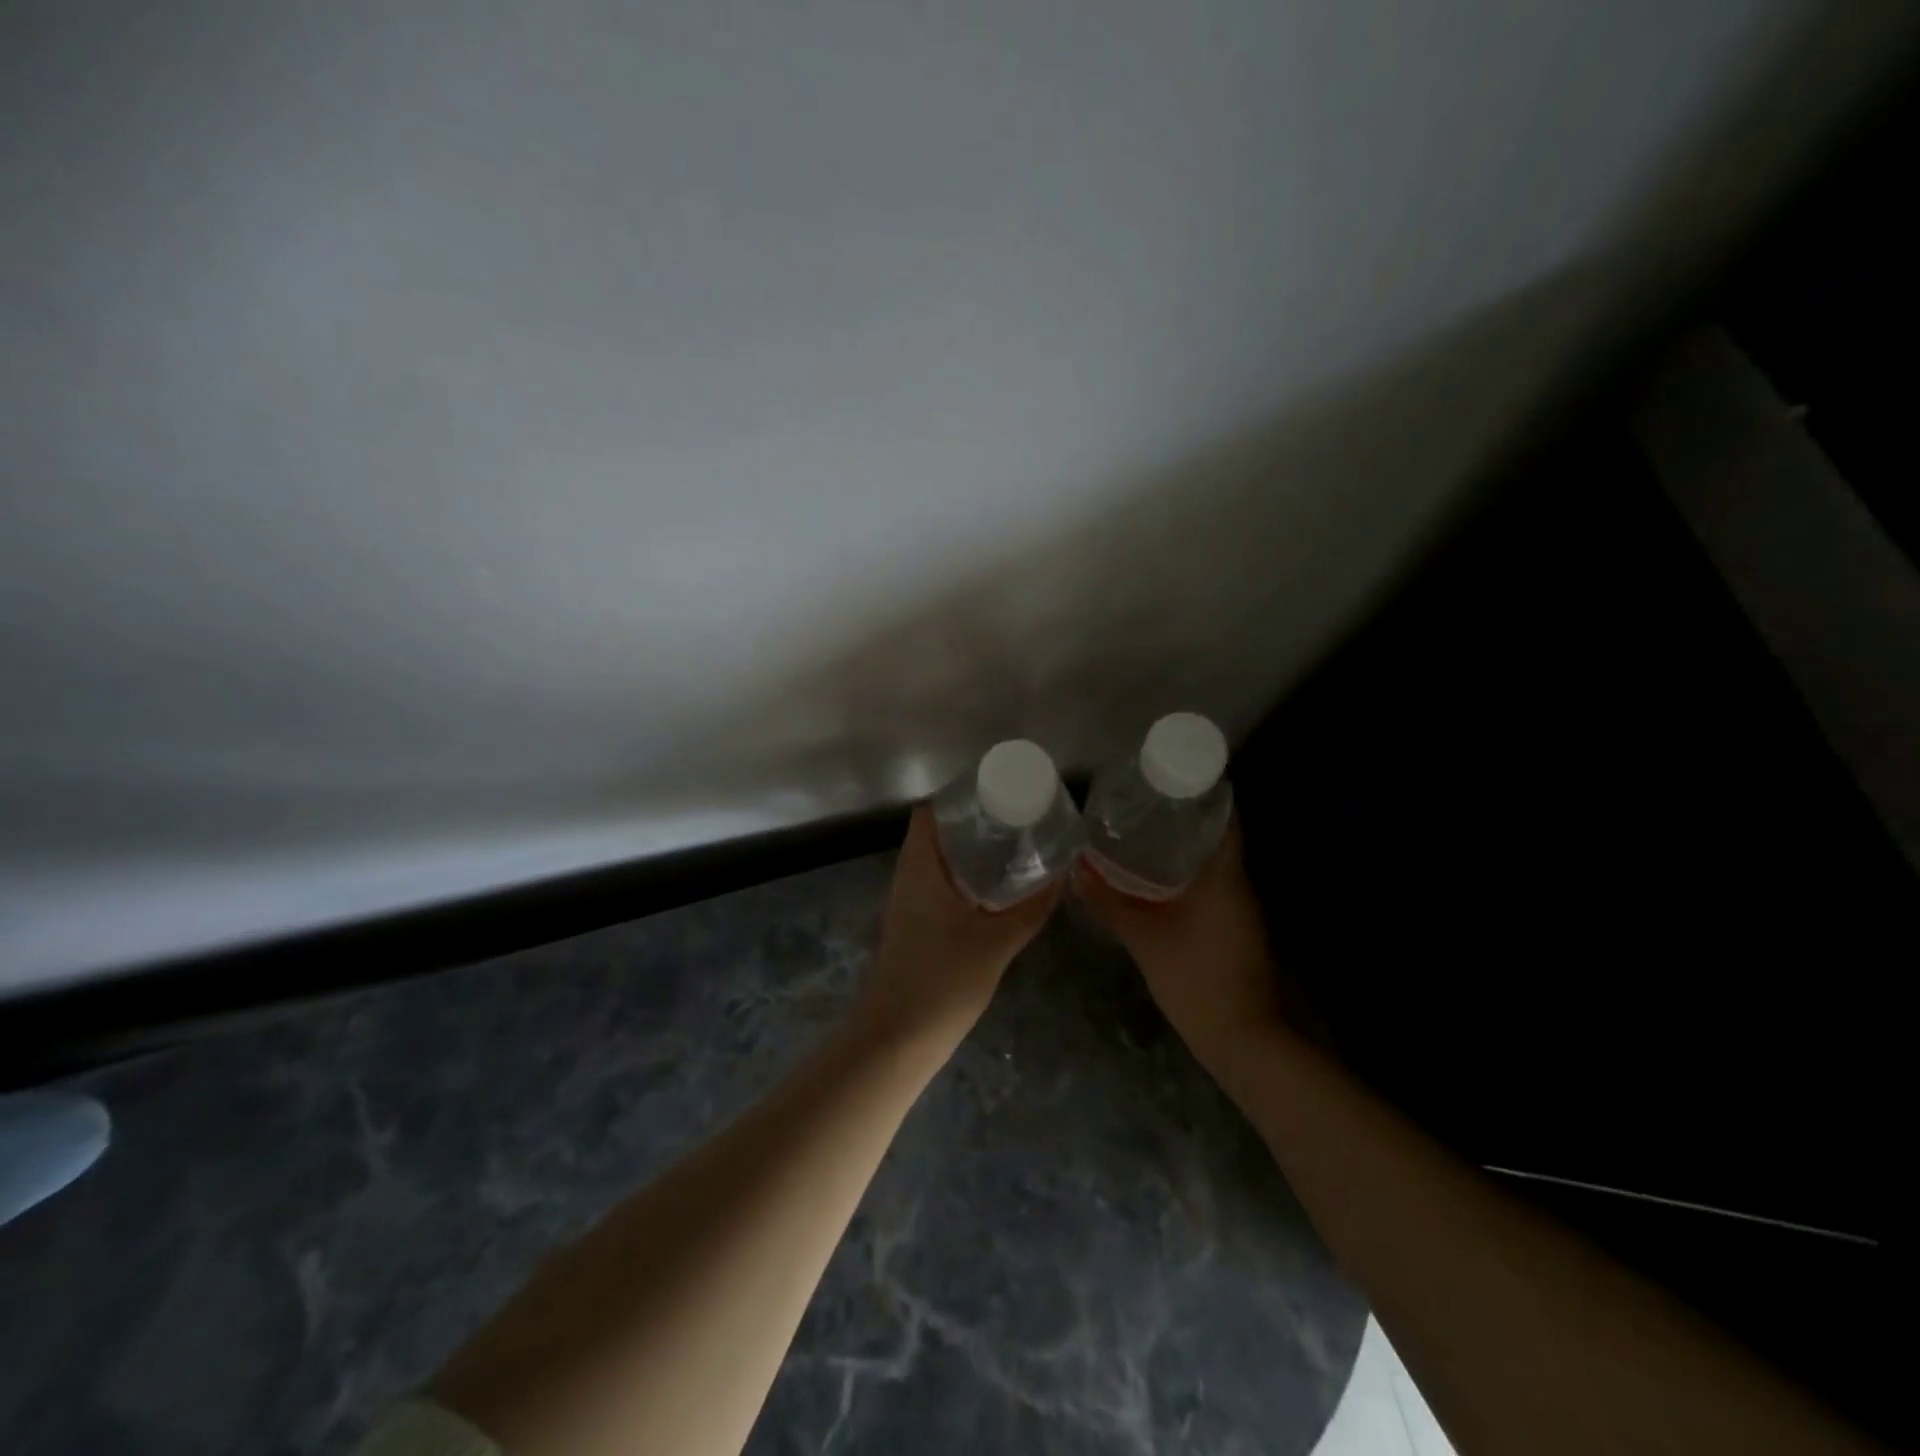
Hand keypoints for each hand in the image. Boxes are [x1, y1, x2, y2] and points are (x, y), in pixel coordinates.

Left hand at [855, 806, 1060, 1053]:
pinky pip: (936, 889)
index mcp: (919, 870)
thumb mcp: (996, 943)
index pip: (929, 815)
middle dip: (972, 827)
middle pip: (934, 837)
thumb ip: (1029, 909)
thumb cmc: (942, 982)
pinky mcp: (911, 930)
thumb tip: (1059, 876)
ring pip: (935, 865)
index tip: (997, 797)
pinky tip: (992, 895)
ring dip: (967, 856)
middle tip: (1015, 823)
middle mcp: (907, 880)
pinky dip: (962, 882)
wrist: (896, 1040)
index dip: (959, 800)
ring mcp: (906, 907)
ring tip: (1011, 852)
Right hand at [1072, 817, 1287, 1067]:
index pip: (1224, 815)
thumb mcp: (1143, 938)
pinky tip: (1155, 881)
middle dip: (1180, 818)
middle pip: (1215, 835)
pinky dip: (1186, 875)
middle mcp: (1239, 883)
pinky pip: (1211, 886)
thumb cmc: (1196, 978)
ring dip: (1182, 848)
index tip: (1166, 779)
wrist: (1243, 1039)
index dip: (1199, 792)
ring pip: (1212, 863)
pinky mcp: (1236, 928)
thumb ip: (1108, 902)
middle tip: (1140, 805)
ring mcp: (1241, 908)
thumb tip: (1076, 871)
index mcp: (1224, 874)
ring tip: (1140, 835)